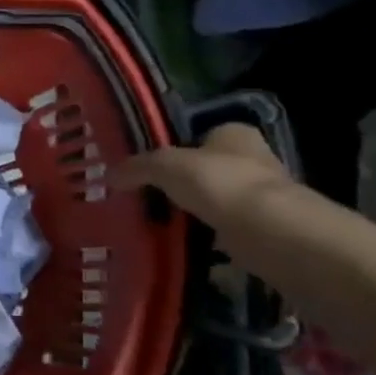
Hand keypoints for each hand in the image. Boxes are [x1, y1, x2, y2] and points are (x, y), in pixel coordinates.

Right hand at [116, 123, 295, 235]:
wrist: (267, 231)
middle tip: (150, 196)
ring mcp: (260, 194)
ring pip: (215, 198)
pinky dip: (206, 234)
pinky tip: (183, 241)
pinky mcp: (262, 227)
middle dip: (184, 182)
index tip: (150, 169)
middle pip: (207, 167)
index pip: (200, 135)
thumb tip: (108, 175)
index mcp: (234, 133)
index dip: (175, 149)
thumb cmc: (219, 183)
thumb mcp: (165, 166)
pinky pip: (223, 227)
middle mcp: (253, 158)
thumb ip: (137, 167)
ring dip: (194, 209)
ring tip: (160, 221)